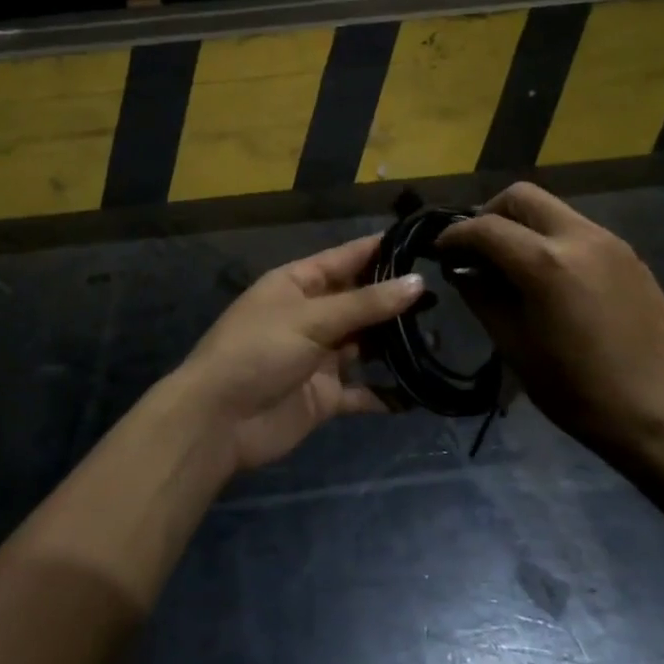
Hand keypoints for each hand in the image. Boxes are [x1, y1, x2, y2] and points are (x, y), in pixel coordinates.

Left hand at [175, 236, 416, 473]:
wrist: (218, 421)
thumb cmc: (258, 351)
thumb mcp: (311, 318)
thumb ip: (365, 304)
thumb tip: (417, 282)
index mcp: (299, 283)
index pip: (347, 258)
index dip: (382, 250)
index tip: (424, 242)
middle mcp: (312, 315)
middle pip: (361, 301)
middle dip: (397, 300)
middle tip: (446, 295)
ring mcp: (319, 356)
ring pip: (367, 344)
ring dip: (397, 344)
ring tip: (440, 339)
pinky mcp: (325, 395)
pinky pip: (363, 390)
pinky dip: (388, 393)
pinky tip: (421, 391)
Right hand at [439, 183, 663, 469]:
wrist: (659, 413)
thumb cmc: (576, 390)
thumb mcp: (513, 345)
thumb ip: (481, 295)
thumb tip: (461, 268)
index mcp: (546, 263)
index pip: (486, 227)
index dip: (455, 235)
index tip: (440, 250)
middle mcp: (579, 237)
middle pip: (522, 196)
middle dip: (491, 214)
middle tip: (478, 247)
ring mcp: (610, 241)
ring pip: (553, 208)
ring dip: (524, 224)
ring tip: (514, 262)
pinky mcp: (629, 253)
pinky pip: (578, 229)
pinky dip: (553, 238)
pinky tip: (552, 276)